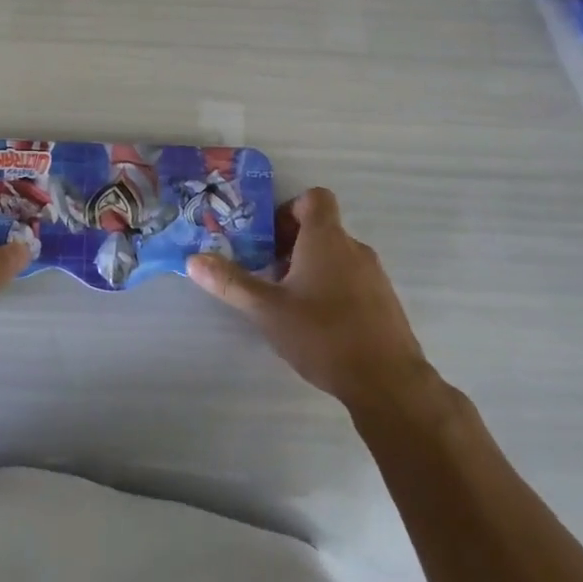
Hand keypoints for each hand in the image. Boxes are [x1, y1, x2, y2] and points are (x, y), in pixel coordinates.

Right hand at [187, 188, 429, 408]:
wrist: (388, 383)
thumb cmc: (323, 335)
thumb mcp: (267, 310)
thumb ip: (230, 283)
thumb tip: (194, 260)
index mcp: (326, 239)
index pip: (314, 198)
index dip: (289, 209)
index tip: (269, 237)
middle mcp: (354, 248)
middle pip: (321, 228)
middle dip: (290, 244)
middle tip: (266, 272)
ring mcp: (374, 276)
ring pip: (336, 256)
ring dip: (310, 267)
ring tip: (287, 301)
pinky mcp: (385, 303)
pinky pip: (352, 280)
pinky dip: (332, 288)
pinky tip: (317, 323)